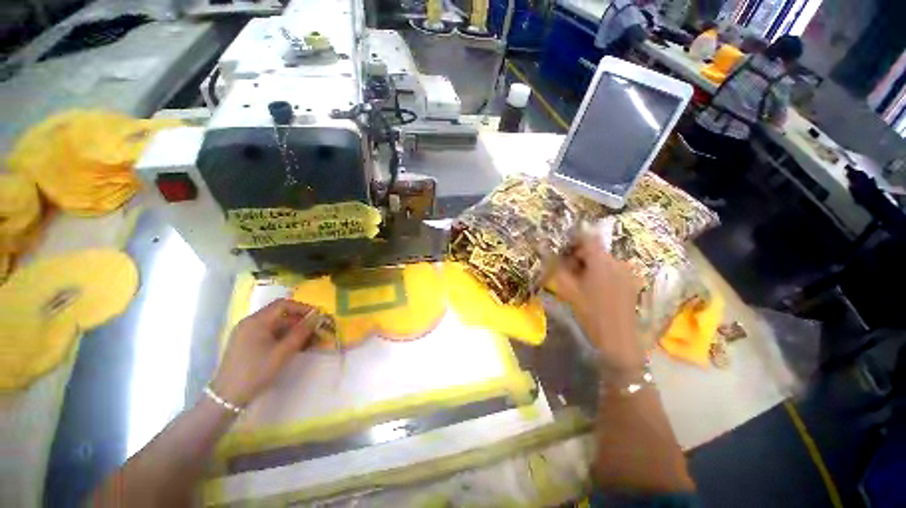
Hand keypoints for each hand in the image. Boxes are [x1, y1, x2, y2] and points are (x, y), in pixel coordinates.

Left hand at [211, 299, 316, 406]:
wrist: (227, 396)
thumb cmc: (256, 371)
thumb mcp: (282, 352)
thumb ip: (300, 333)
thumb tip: (316, 318)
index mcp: (256, 321)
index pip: (283, 304)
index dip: (302, 307)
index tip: (317, 315)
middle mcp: (250, 323)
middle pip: (279, 314)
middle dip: (299, 320)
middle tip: (315, 329)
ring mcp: (247, 333)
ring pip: (275, 324)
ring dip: (293, 329)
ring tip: (308, 339)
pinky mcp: (247, 343)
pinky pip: (269, 333)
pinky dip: (283, 336)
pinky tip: (293, 345)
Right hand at [550, 234, 645, 372]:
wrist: (617, 338)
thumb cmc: (589, 312)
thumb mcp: (567, 288)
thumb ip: (554, 265)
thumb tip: (543, 247)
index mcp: (602, 261)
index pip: (588, 237)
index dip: (573, 239)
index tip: (562, 248)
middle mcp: (617, 261)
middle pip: (595, 248)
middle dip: (578, 255)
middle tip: (566, 270)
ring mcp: (627, 271)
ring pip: (602, 259)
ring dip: (589, 264)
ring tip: (579, 281)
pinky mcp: (631, 281)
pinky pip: (611, 268)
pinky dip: (600, 272)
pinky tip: (594, 287)